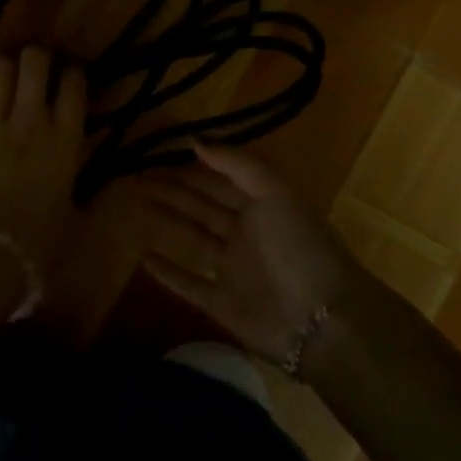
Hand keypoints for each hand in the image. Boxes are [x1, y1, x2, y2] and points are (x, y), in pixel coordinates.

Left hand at [0, 47, 87, 279]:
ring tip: (3, 71)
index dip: (72, 72)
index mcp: (65, 140)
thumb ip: (99, 195)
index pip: (73, 84)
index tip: (68, 75)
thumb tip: (124, 186)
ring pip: (0, 66)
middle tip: (34, 68)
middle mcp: (31, 119)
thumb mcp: (79, 220)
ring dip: (4, 63)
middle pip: (36, 61)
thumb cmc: (36, 246)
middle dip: (37, 57)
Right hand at [138, 145, 365, 362]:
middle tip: (137, 178)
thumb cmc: (300, 247)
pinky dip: (168, 272)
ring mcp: (233, 269)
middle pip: (202, 205)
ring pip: (194, 238)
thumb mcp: (275, 192)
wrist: (322, 319)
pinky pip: (189, 284)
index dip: (191, 168)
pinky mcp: (222, 303)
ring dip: (168, 221)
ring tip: (139, 205)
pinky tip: (144, 258)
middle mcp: (247, 233)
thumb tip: (195, 140)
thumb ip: (237, 164)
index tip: (159, 154)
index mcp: (263, 205)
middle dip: (173, 190)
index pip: (220, 180)